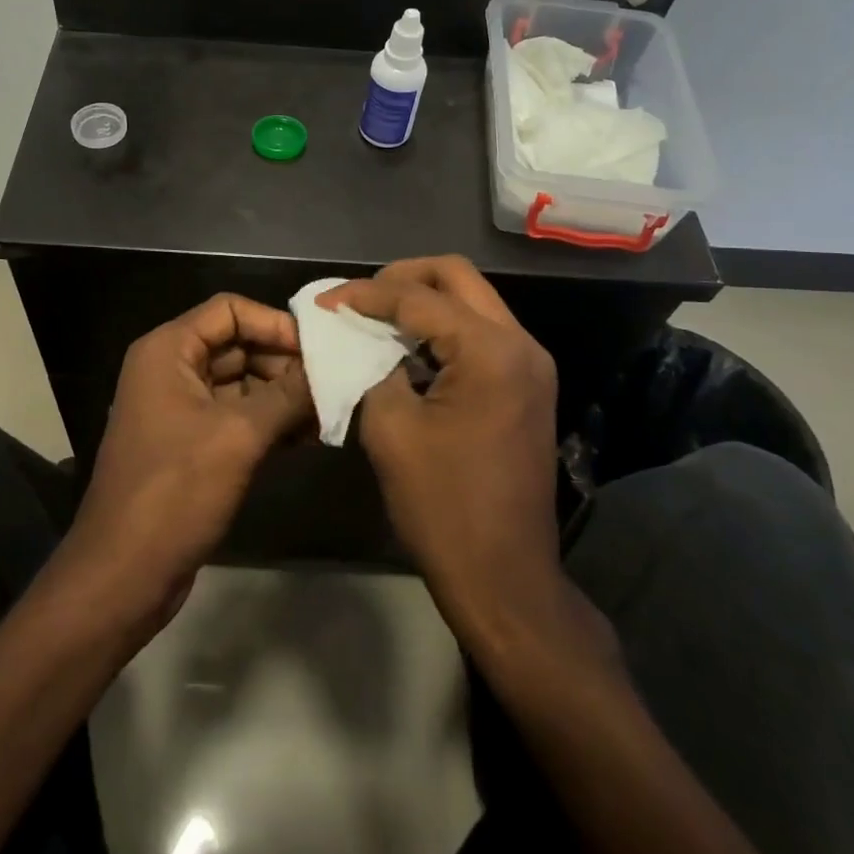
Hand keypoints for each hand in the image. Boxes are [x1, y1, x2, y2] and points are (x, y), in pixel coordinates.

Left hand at [61, 294, 312, 633]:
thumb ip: (288, 396)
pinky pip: (236, 416)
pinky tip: (306, 439)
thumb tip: (332, 370)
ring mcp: (180, 408)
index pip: (229, 310)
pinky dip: (268, 422)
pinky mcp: (191, 444)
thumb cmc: (175, 492)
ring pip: (241, 383)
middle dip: (284, 364)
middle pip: (237, 345)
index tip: (318, 350)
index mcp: (168, 350)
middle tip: (333, 386)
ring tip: (327, 415)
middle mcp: (171, 370)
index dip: (275, 323)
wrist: (123, 574)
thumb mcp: (239, 436)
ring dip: (282, 396)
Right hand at [319, 257, 577, 635]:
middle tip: (357, 300)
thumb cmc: (443, 506)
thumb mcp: (391, 429)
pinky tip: (407, 348)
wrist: (504, 577)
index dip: (365, 294)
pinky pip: (481, 334)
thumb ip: (371, 367)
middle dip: (401, 278)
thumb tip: (357, 338)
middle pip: (457, 276)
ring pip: (472, 301)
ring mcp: (531, 365)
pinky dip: (442, 329)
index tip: (323, 302)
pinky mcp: (527, 386)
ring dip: (423, 301)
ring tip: (375, 319)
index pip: (419, 297)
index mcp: (491, 350)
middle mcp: (521, 344)